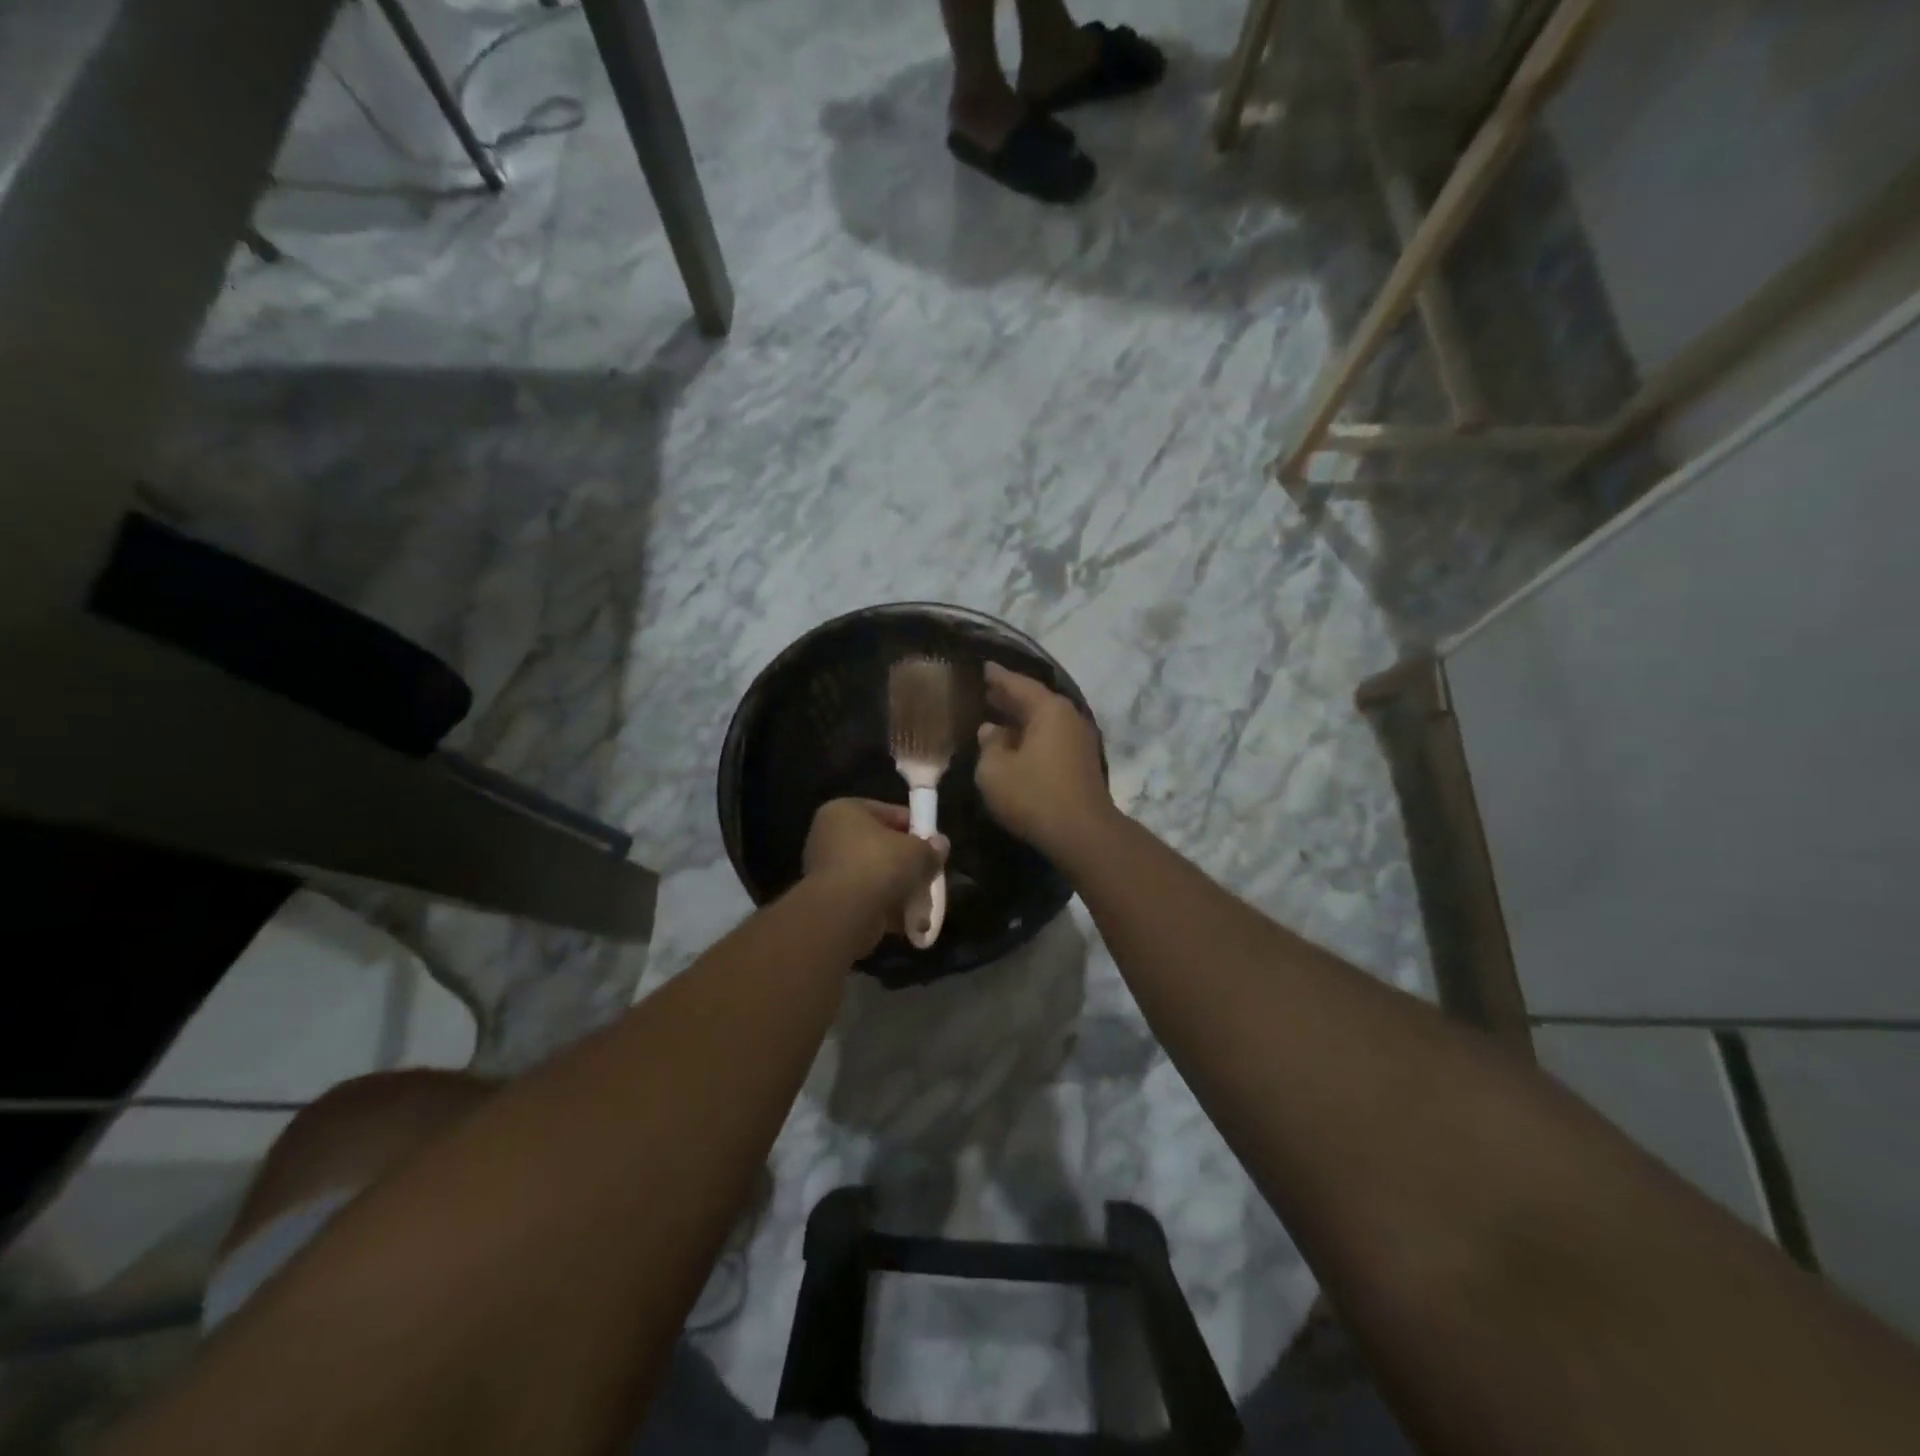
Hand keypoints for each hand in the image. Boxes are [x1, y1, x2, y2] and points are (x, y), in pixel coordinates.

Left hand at [802, 799, 947, 949]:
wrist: (845, 915)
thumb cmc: (879, 866)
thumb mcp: (917, 851)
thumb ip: (931, 848)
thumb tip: (940, 845)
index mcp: (844, 811)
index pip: (887, 813)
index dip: (916, 828)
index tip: (934, 845)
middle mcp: (829, 837)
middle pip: (881, 847)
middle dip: (908, 864)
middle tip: (930, 875)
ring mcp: (826, 871)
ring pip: (875, 876)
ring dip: (900, 890)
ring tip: (923, 905)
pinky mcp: (830, 902)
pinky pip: (866, 899)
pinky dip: (886, 908)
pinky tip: (908, 922)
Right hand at [974, 663, 1113, 860]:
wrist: (1081, 833)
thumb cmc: (1033, 794)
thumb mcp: (994, 770)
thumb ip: (989, 744)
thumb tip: (991, 730)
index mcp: (1048, 709)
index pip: (1018, 684)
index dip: (998, 676)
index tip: (983, 666)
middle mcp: (1068, 717)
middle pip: (1034, 700)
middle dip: (1009, 696)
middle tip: (985, 691)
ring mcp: (1078, 740)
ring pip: (1043, 721)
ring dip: (1020, 718)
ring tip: (995, 716)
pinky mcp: (1080, 762)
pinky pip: (1050, 738)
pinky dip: (1030, 735)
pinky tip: (1014, 744)